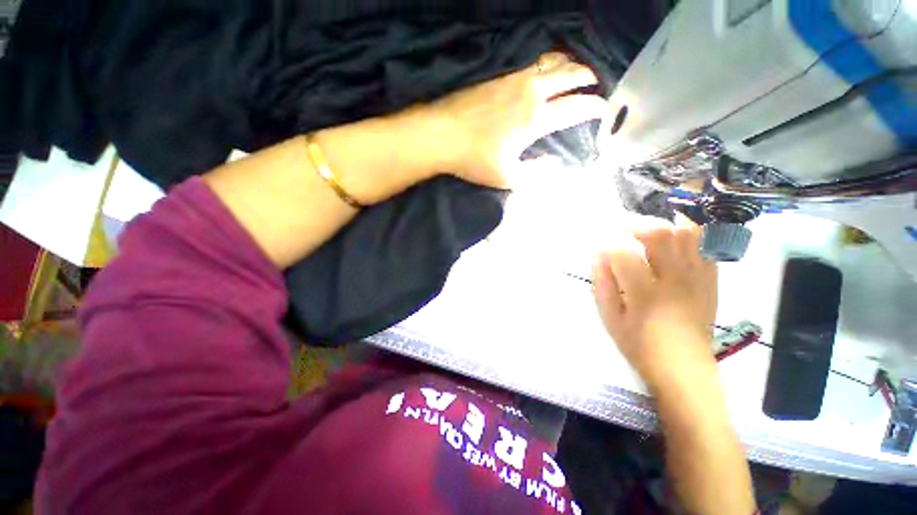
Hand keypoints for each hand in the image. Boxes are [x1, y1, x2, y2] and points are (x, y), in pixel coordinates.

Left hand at [423, 52, 606, 188]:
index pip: (576, 108)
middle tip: (594, 87)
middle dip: (587, 79)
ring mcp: (514, 80)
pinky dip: (548, 64)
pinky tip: (544, 74)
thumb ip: (535, 174)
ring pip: (552, 63)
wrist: (441, 135)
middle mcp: (531, 93)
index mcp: (536, 119)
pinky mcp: (499, 77)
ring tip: (575, 75)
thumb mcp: (507, 177)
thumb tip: (556, 165)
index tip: (604, 109)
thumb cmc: (474, 160)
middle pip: (570, 75)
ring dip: (569, 66)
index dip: (594, 107)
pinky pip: (532, 64)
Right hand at [592, 215, 717, 384]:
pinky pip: (707, 246)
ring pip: (688, 234)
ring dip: (664, 223)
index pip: (622, 254)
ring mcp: (697, 279)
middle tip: (620, 229)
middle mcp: (675, 281)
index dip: (605, 243)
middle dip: (634, 224)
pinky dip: (691, 233)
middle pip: (659, 235)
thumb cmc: (639, 345)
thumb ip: (601, 285)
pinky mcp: (710, 281)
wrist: (684, 369)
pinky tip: (676, 234)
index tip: (597, 245)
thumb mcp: (610, 319)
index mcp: (645, 294)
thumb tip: (596, 256)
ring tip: (647, 229)